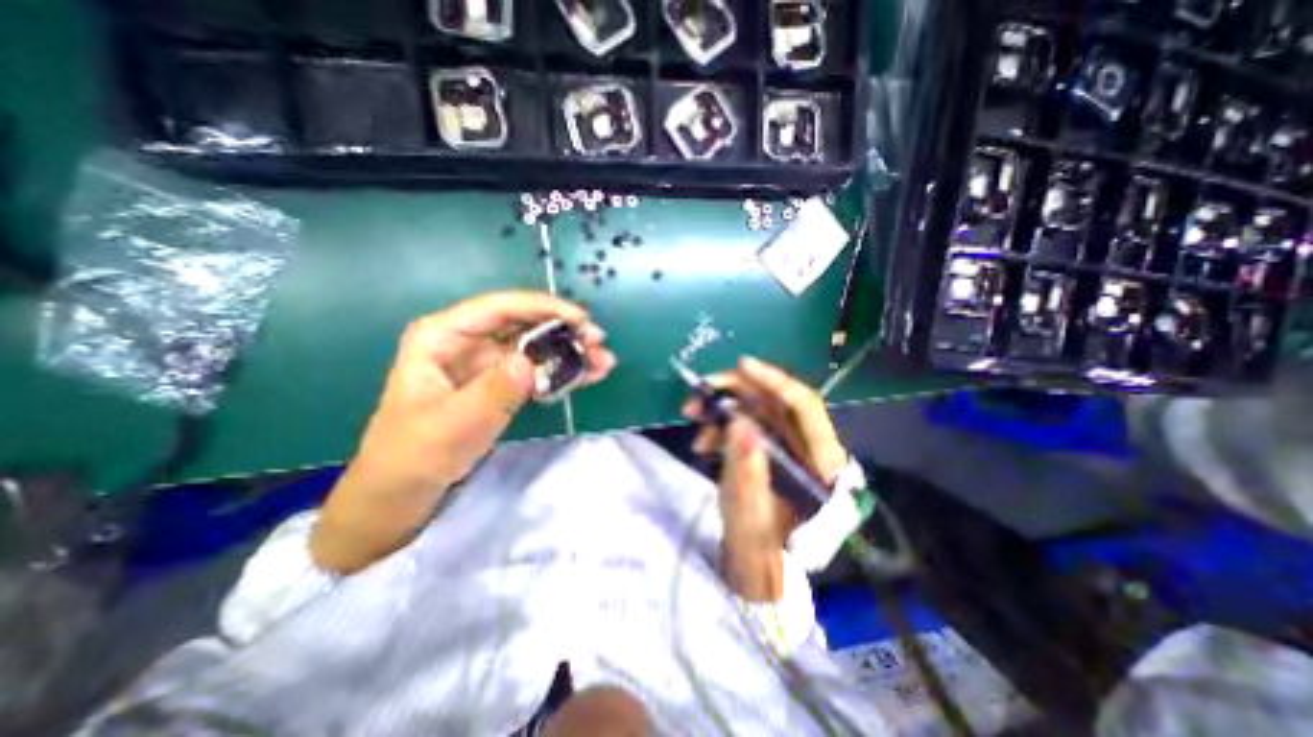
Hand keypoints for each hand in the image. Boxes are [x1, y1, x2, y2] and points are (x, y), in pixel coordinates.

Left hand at [310, 292, 616, 573]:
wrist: (405, 488)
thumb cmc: (416, 453)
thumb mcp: (453, 424)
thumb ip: (493, 392)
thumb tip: (530, 361)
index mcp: (443, 335)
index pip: (500, 307)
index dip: (544, 307)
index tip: (581, 319)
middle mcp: (467, 341)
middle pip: (524, 323)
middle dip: (564, 330)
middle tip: (599, 343)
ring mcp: (486, 362)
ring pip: (535, 346)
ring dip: (570, 351)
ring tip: (603, 362)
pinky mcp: (500, 382)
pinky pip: (536, 369)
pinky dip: (562, 371)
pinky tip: (588, 375)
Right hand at [683, 358, 845, 602]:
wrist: (756, 570)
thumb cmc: (758, 550)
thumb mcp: (748, 512)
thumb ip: (746, 469)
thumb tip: (739, 422)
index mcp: (823, 467)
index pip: (805, 407)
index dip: (774, 381)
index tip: (741, 365)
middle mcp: (812, 450)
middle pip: (777, 403)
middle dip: (735, 391)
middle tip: (699, 392)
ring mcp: (791, 450)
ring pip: (758, 410)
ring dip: (723, 408)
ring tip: (692, 416)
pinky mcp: (773, 452)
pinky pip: (748, 425)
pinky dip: (723, 426)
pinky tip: (703, 439)